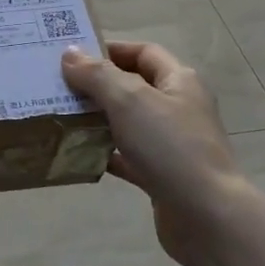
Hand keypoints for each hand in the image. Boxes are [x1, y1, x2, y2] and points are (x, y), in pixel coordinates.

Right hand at [61, 41, 252, 265]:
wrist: (206, 216)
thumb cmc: (170, 147)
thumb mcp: (130, 100)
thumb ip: (97, 75)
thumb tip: (70, 54)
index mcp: (179, 81)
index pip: (143, 53)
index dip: (110, 50)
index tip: (73, 55)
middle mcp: (178, 108)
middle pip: (133, 87)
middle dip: (98, 85)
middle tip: (58, 86)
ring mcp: (171, 144)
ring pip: (128, 123)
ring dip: (98, 120)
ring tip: (61, 117)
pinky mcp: (162, 175)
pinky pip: (127, 157)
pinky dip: (105, 154)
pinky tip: (78, 154)